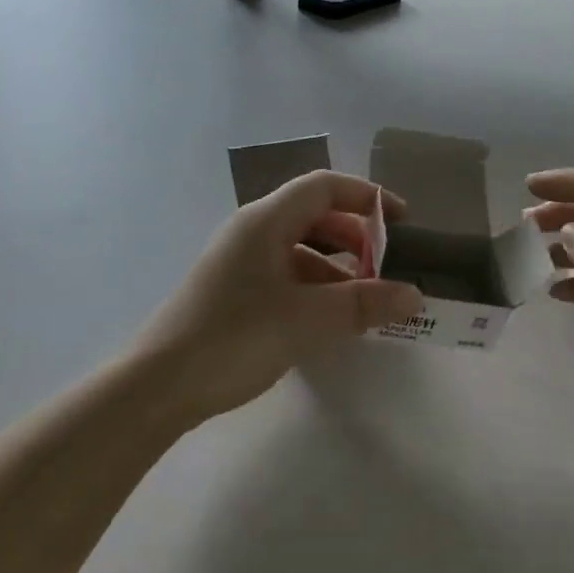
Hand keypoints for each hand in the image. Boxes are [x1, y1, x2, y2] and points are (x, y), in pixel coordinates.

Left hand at [132, 170, 423, 427]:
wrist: (158, 385)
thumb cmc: (235, 338)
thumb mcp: (308, 319)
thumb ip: (365, 304)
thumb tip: (415, 295)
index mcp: (266, 221)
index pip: (324, 187)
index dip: (367, 197)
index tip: (403, 222)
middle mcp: (251, 232)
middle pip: (313, 216)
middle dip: (355, 238)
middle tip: (384, 269)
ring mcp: (238, 262)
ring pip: (299, 249)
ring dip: (336, 268)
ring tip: (363, 303)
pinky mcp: (232, 291)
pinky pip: (283, 275)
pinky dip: (313, 288)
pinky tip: (327, 321)